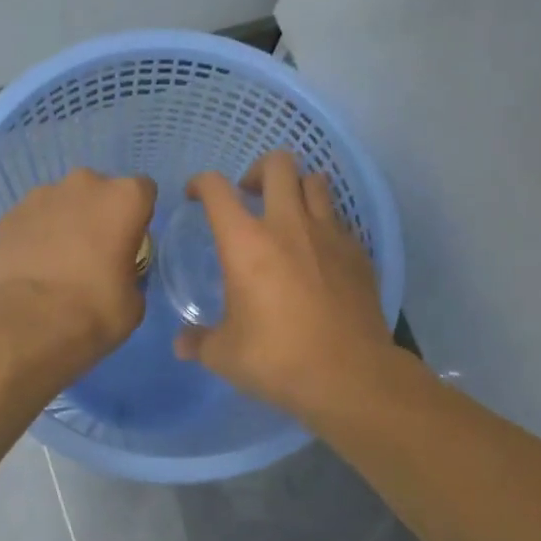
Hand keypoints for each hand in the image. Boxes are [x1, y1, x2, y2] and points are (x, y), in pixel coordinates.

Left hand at [0, 168, 156, 373]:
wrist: (27, 325)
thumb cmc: (94, 311)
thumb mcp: (134, 300)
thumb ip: (131, 273)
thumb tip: (117, 272)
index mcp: (124, 198)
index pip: (143, 191)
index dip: (138, 217)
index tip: (130, 244)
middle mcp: (84, 184)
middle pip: (99, 191)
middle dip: (98, 214)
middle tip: (93, 253)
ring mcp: (41, 196)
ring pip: (61, 202)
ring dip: (64, 223)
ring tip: (57, 262)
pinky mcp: (9, 215)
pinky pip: (30, 221)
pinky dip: (34, 237)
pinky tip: (31, 268)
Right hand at [173, 151, 395, 416]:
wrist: (349, 376)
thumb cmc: (277, 360)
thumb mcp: (224, 356)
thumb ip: (199, 342)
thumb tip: (182, 343)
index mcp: (246, 243)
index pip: (216, 189)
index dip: (201, 184)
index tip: (195, 197)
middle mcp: (288, 225)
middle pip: (278, 164)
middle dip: (258, 171)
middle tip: (249, 197)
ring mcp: (329, 235)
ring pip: (316, 181)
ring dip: (297, 189)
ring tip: (287, 216)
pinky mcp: (358, 252)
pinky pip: (339, 220)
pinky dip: (324, 224)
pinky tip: (318, 253)